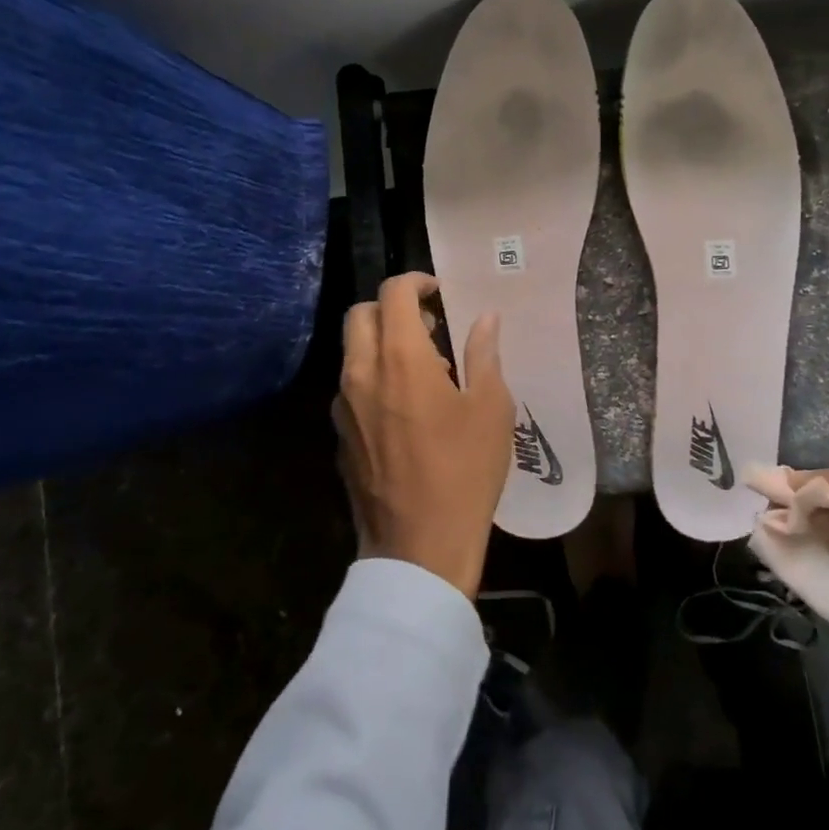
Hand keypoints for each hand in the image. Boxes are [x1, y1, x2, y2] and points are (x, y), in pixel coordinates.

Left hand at [333, 273, 512, 598]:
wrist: (418, 547)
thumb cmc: (464, 471)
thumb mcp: (490, 409)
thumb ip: (484, 354)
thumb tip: (486, 318)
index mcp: (400, 358)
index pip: (393, 293)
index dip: (416, 282)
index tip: (439, 293)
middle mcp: (361, 373)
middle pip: (360, 314)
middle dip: (391, 308)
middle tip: (428, 327)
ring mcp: (343, 406)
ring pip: (352, 351)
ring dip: (380, 343)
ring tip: (423, 371)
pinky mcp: (339, 436)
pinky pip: (351, 387)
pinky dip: (373, 378)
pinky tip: (404, 410)